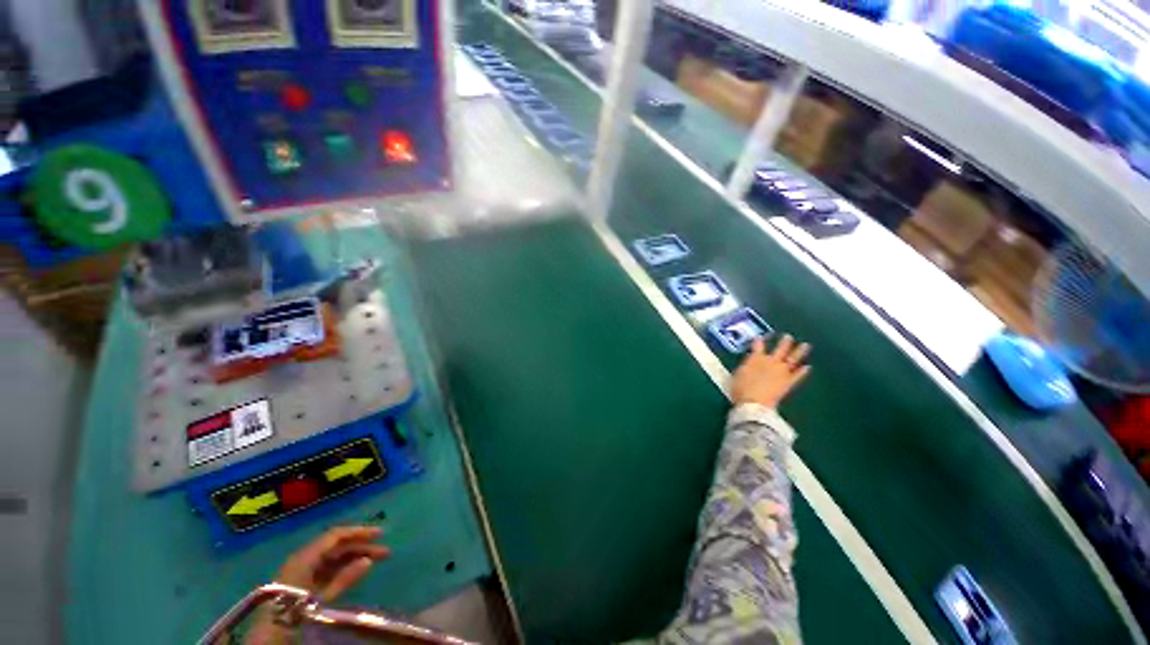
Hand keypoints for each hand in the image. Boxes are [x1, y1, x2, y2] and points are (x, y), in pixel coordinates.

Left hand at [246, 526, 388, 644]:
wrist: (269, 635)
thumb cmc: (294, 611)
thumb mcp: (320, 597)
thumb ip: (344, 578)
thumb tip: (368, 560)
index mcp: (305, 556)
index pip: (335, 536)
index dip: (359, 532)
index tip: (380, 534)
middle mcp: (304, 559)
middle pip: (337, 547)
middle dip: (361, 547)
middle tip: (385, 551)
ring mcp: (303, 571)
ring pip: (334, 558)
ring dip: (355, 557)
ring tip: (377, 560)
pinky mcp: (303, 583)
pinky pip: (327, 570)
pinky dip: (344, 568)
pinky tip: (358, 571)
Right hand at [731, 334, 811, 408]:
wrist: (753, 403)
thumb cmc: (740, 389)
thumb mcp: (738, 374)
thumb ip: (745, 365)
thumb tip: (749, 361)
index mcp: (755, 358)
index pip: (758, 346)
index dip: (759, 341)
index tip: (760, 337)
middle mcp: (770, 361)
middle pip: (780, 349)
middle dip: (784, 343)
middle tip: (788, 336)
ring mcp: (781, 371)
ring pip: (792, 358)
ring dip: (799, 351)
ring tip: (805, 345)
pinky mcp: (788, 382)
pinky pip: (798, 375)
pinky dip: (803, 371)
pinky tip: (808, 367)